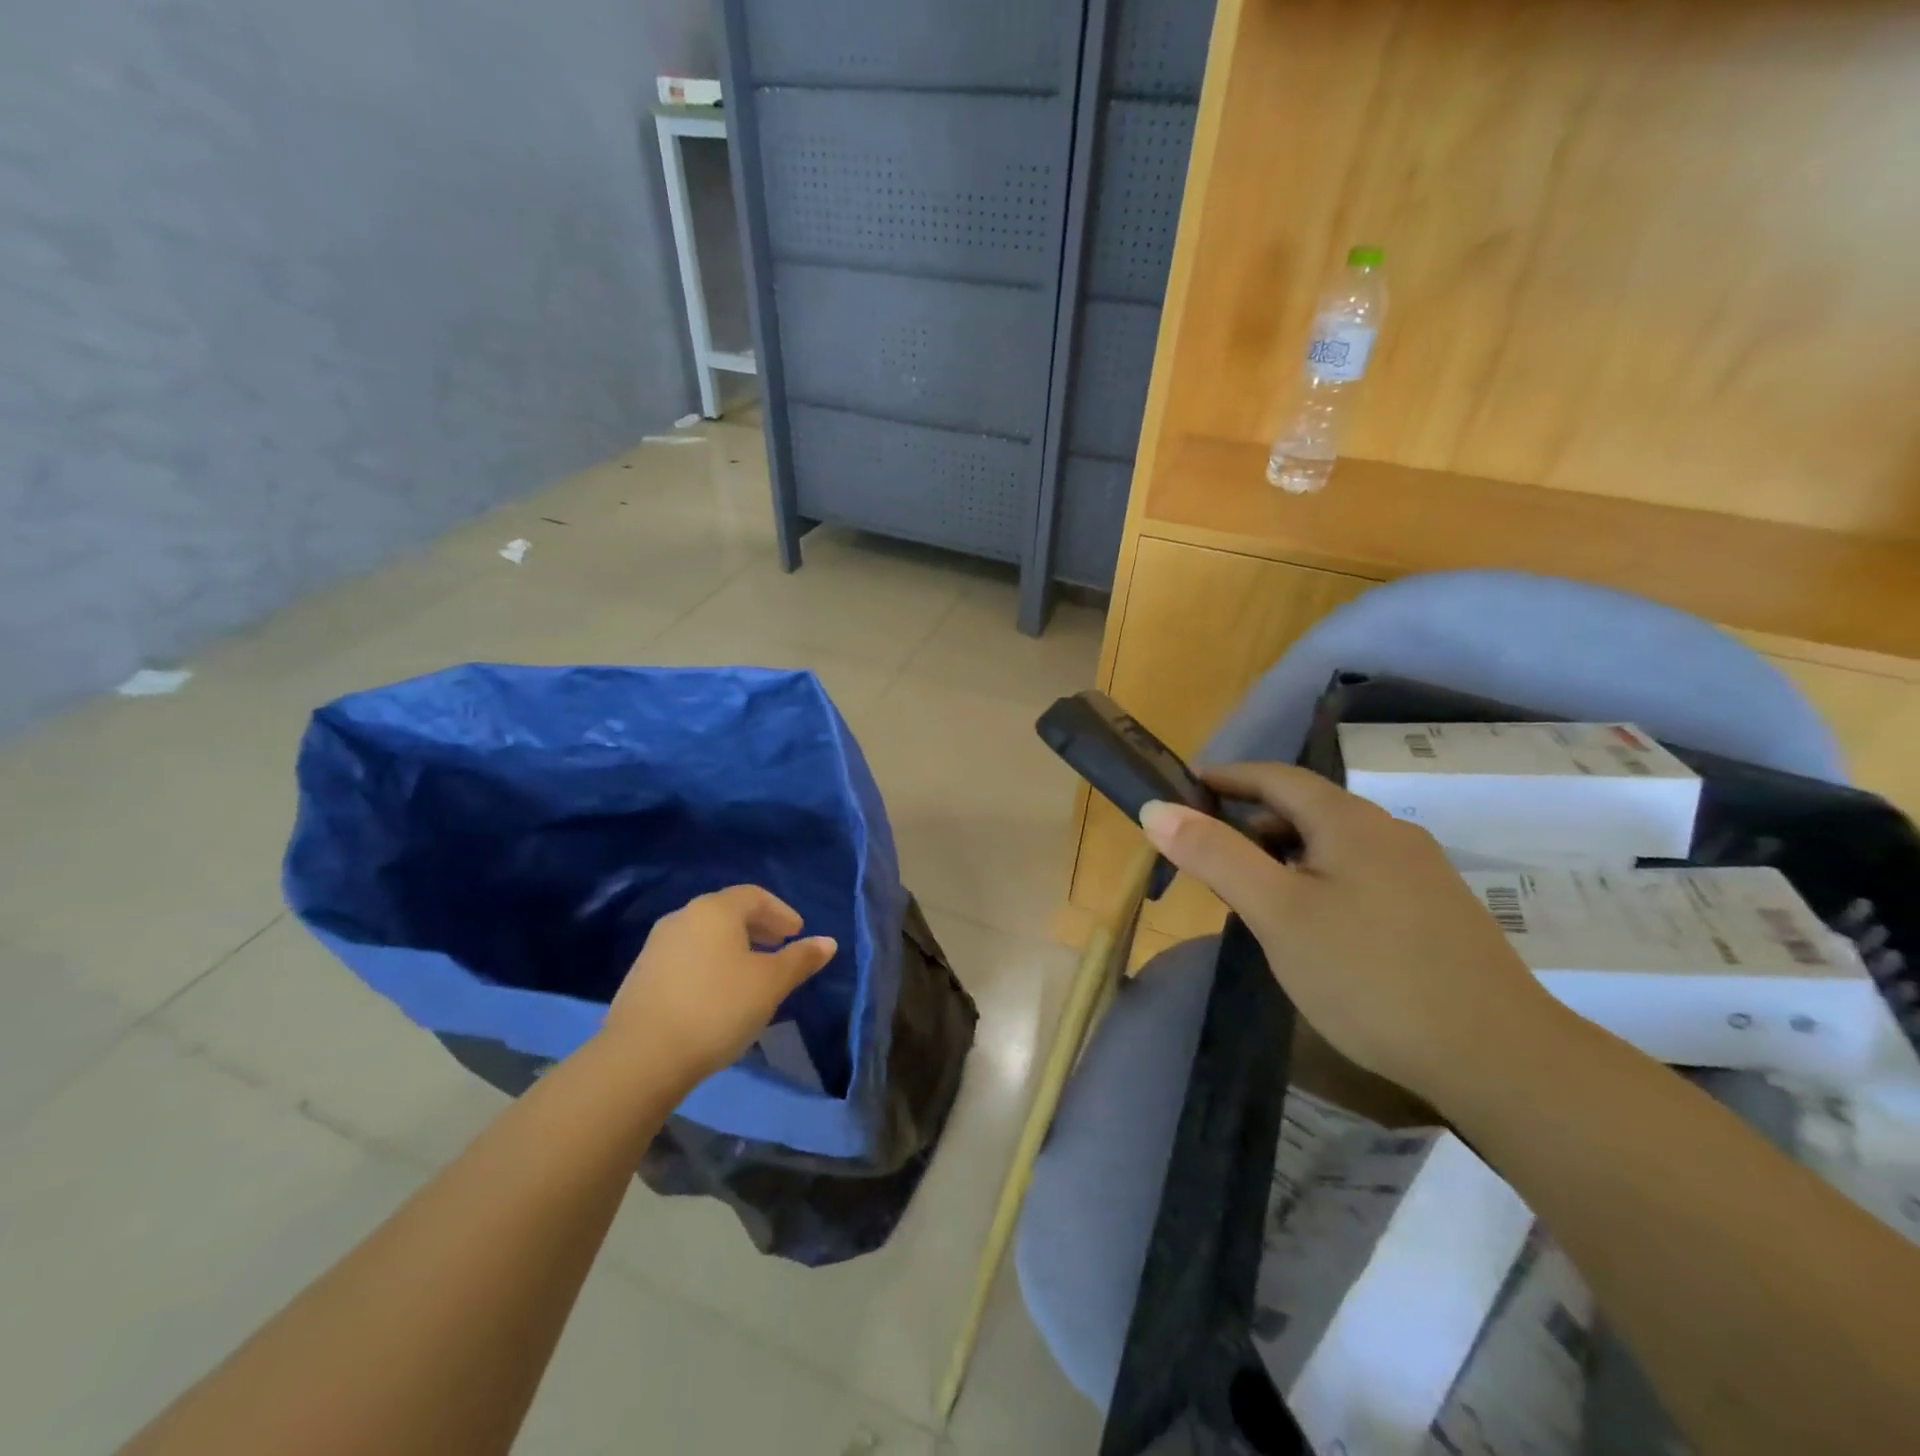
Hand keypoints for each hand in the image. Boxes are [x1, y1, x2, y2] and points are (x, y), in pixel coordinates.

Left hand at [604, 886, 836, 1083]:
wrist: (641, 1057)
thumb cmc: (717, 1008)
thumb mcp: (769, 984)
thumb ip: (800, 959)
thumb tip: (828, 942)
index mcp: (715, 910)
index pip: (755, 896)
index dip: (781, 912)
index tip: (797, 933)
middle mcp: (683, 917)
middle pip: (727, 912)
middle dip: (758, 927)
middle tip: (779, 947)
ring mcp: (657, 946)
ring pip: (705, 935)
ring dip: (733, 946)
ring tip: (751, 972)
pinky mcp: (641, 975)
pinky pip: (686, 957)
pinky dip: (710, 963)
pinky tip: (718, 993)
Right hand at [1141, 763, 1562, 1103]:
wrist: (1497, 1056)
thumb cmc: (1367, 974)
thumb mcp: (1275, 912)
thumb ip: (1214, 855)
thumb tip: (1155, 808)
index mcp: (1348, 820)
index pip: (1275, 776)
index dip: (1227, 777)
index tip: (1185, 789)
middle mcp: (1388, 832)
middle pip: (1305, 809)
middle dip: (1251, 822)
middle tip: (1210, 858)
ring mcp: (1420, 871)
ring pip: (1334, 845)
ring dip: (1285, 855)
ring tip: (1253, 897)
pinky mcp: (1436, 910)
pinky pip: (1360, 874)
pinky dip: (1319, 880)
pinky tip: (1313, 928)